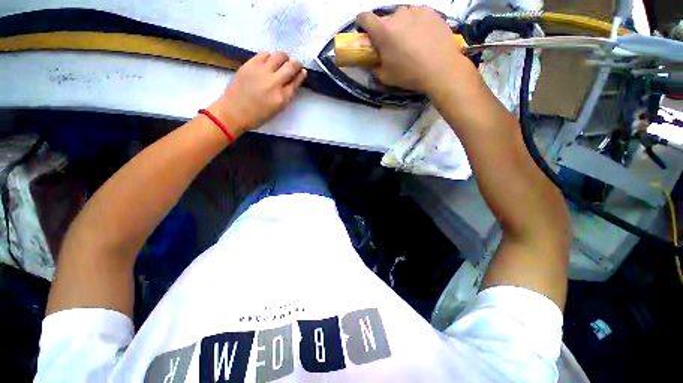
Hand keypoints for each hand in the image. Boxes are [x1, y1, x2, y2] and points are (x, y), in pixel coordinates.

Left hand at [209, 52, 306, 135]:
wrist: (234, 112)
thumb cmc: (258, 116)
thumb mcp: (277, 109)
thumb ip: (286, 95)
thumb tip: (292, 82)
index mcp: (282, 98)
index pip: (296, 82)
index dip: (301, 75)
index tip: (303, 71)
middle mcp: (274, 83)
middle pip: (291, 66)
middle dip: (296, 64)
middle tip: (295, 64)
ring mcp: (262, 72)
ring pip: (279, 56)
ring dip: (284, 58)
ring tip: (282, 61)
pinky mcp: (250, 65)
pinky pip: (264, 54)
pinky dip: (270, 56)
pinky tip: (268, 61)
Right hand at [357, 6, 475, 94]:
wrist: (441, 69)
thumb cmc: (409, 74)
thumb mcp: (385, 77)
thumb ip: (374, 67)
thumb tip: (372, 62)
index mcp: (383, 30)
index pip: (364, 17)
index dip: (362, 24)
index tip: (365, 33)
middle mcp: (398, 15)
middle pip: (386, 20)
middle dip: (385, 31)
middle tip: (393, 46)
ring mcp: (416, 10)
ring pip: (402, 17)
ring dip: (402, 27)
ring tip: (411, 43)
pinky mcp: (431, 11)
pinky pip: (418, 16)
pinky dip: (416, 24)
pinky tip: (424, 38)